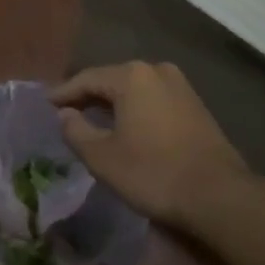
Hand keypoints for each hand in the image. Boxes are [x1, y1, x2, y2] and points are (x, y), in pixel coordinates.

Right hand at [51, 62, 247, 228]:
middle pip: (112, 79)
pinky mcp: (195, 104)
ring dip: (113, 102)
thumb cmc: (153, 173)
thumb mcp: (103, 157)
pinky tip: (126, 125)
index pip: (87, 79)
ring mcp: (180, 85)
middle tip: (66, 110)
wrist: (218, 194)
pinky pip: (154, 99)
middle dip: (88, 95)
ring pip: (135, 89)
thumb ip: (76, 131)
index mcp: (132, 76)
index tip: (46, 104)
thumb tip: (64, 114)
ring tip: (93, 118)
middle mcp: (156, 70)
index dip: (64, 92)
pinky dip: (135, 109)